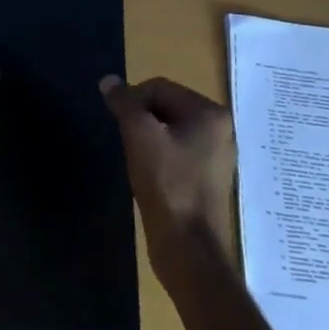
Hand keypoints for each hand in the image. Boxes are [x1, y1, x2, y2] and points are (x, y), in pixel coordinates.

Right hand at [100, 75, 238, 285]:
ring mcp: (216, 156)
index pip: (159, 87)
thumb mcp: (139, 136)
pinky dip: (158, 156)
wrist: (189, 249)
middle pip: (166, 106)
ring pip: (169, 130)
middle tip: (126, 142)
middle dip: (140, 119)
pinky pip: (177, 152)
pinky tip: (149, 175)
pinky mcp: (207, 179)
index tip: (118, 125)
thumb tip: (108, 80)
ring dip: (147, 138)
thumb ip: (124, 103)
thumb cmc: (167, 185)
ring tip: (136, 160)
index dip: (132, 100)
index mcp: (211, 114)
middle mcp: (220, 130)